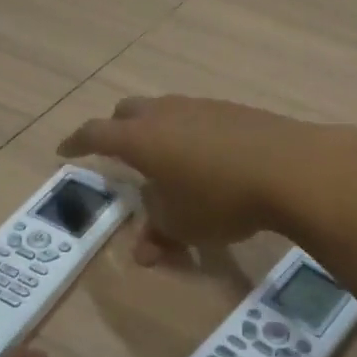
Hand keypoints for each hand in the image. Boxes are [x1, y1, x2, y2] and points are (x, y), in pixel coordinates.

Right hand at [58, 95, 356, 263]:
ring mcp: (201, 107)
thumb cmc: (221, 199)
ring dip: (156, 130)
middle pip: (128, 111)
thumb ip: (158, 233)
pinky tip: (205, 156)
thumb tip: (143, 250)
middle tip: (116, 151)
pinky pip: (197, 116)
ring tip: (164, 158)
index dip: (77, 142)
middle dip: (116, 129)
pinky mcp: (233, 110)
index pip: (96, 133)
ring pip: (165, 111)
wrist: (291, 167)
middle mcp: (166, 113)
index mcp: (141, 138)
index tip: (65, 150)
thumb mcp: (183, 225)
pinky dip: (188, 133)